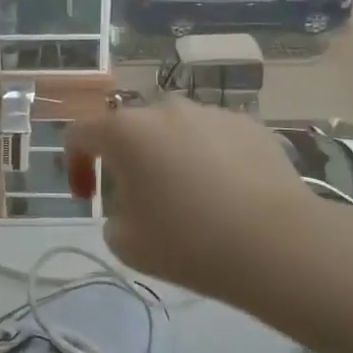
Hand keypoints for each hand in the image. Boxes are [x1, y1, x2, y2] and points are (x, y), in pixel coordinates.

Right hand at [66, 98, 317, 307]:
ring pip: (176, 130)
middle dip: (128, 158)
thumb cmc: (188, 242)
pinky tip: (228, 195)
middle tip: (141, 198)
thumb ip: (112, 216)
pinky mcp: (250, 124)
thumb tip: (130, 206)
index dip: (75, 164)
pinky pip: (215, 138)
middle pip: (132, 128)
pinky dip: (211, 158)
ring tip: (192, 197)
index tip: (88, 196)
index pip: (80, 133)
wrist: (276, 244)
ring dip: (171, 155)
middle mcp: (164, 108)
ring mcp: (210, 112)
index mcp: (125, 131)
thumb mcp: (126, 244)